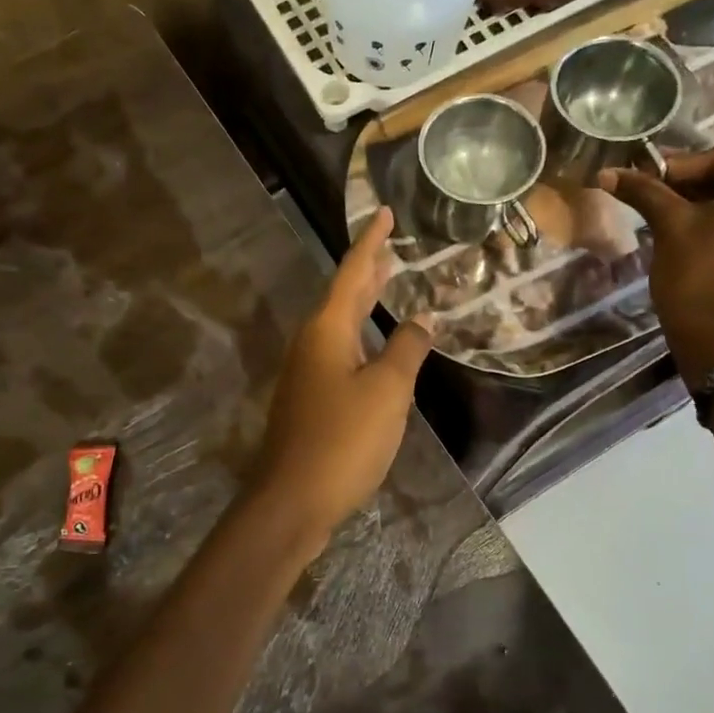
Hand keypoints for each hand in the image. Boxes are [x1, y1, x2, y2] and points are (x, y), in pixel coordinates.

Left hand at [252, 208, 433, 539]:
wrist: (293, 499)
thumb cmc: (343, 439)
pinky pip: (340, 353)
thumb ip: (405, 350)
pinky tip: (376, 349)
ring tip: (388, 286)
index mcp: (327, 330)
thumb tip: (421, 320)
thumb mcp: (387, 391)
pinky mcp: (310, 400)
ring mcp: (307, 373)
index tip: (385, 213)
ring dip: (364, 304)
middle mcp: (312, 343)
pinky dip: (362, 338)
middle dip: (368, 271)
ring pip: (341, 326)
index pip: (353, 272)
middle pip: (343, 296)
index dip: (371, 242)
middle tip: (391, 248)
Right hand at [599, 146, 713, 386]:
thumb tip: (607, 172)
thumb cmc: (698, 276)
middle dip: (686, 184)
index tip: (639, 174)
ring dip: (698, 202)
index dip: (675, 165)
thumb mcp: (670, 225)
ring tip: (658, 209)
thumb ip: (644, 191)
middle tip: (645, 190)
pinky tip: (684, 228)